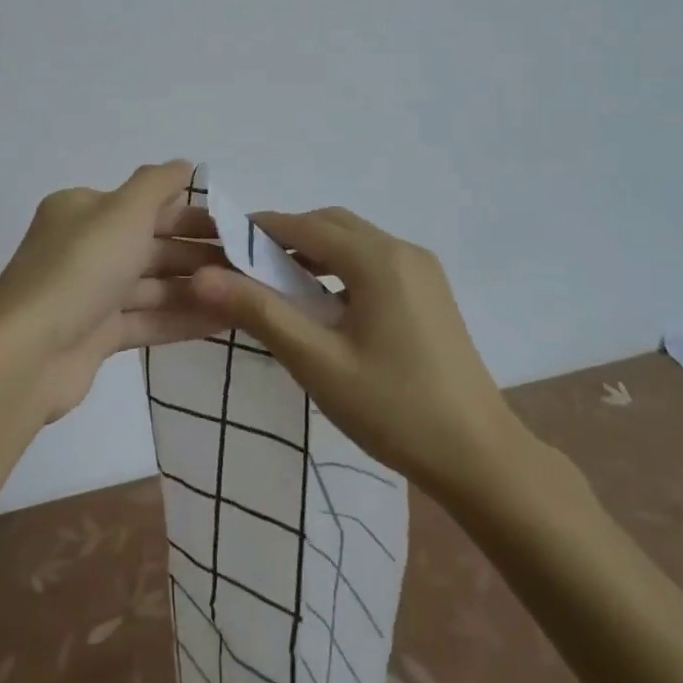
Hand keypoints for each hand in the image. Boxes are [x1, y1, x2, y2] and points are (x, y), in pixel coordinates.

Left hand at [0, 161, 222, 424]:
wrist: (28, 354)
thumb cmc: (81, 268)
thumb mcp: (123, 211)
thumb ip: (157, 183)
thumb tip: (185, 163)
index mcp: (83, 210)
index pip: (147, 205)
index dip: (193, 215)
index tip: (238, 229)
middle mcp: (84, 246)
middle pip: (152, 245)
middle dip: (199, 254)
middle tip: (250, 266)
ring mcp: (89, 293)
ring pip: (151, 285)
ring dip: (196, 288)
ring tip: (245, 296)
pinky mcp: (95, 335)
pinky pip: (146, 319)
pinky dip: (181, 319)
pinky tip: (223, 322)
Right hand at [190, 206, 520, 502]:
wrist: (480, 457)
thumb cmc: (393, 409)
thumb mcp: (317, 362)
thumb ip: (259, 312)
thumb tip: (201, 276)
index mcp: (377, 259)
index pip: (303, 226)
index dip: (257, 229)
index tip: (220, 245)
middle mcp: (403, 250)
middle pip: (331, 225)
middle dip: (285, 237)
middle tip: (244, 267)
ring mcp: (422, 270)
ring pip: (354, 242)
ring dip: (313, 252)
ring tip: (276, 285)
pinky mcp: (430, 292)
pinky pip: (374, 262)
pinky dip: (339, 268)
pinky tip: (323, 305)